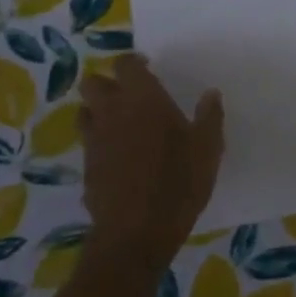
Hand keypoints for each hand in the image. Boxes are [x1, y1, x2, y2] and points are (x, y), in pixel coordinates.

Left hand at [80, 55, 223, 268]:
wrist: (137, 232)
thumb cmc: (178, 182)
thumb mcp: (207, 149)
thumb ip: (209, 117)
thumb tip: (211, 93)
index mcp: (142, 99)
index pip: (125, 64)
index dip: (133, 63)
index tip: (147, 69)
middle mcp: (112, 112)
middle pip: (92, 83)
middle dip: (106, 83)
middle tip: (128, 95)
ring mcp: (94, 140)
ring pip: (84, 112)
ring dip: (97, 111)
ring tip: (119, 124)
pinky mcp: (86, 167)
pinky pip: (88, 144)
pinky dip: (99, 143)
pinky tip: (118, 158)